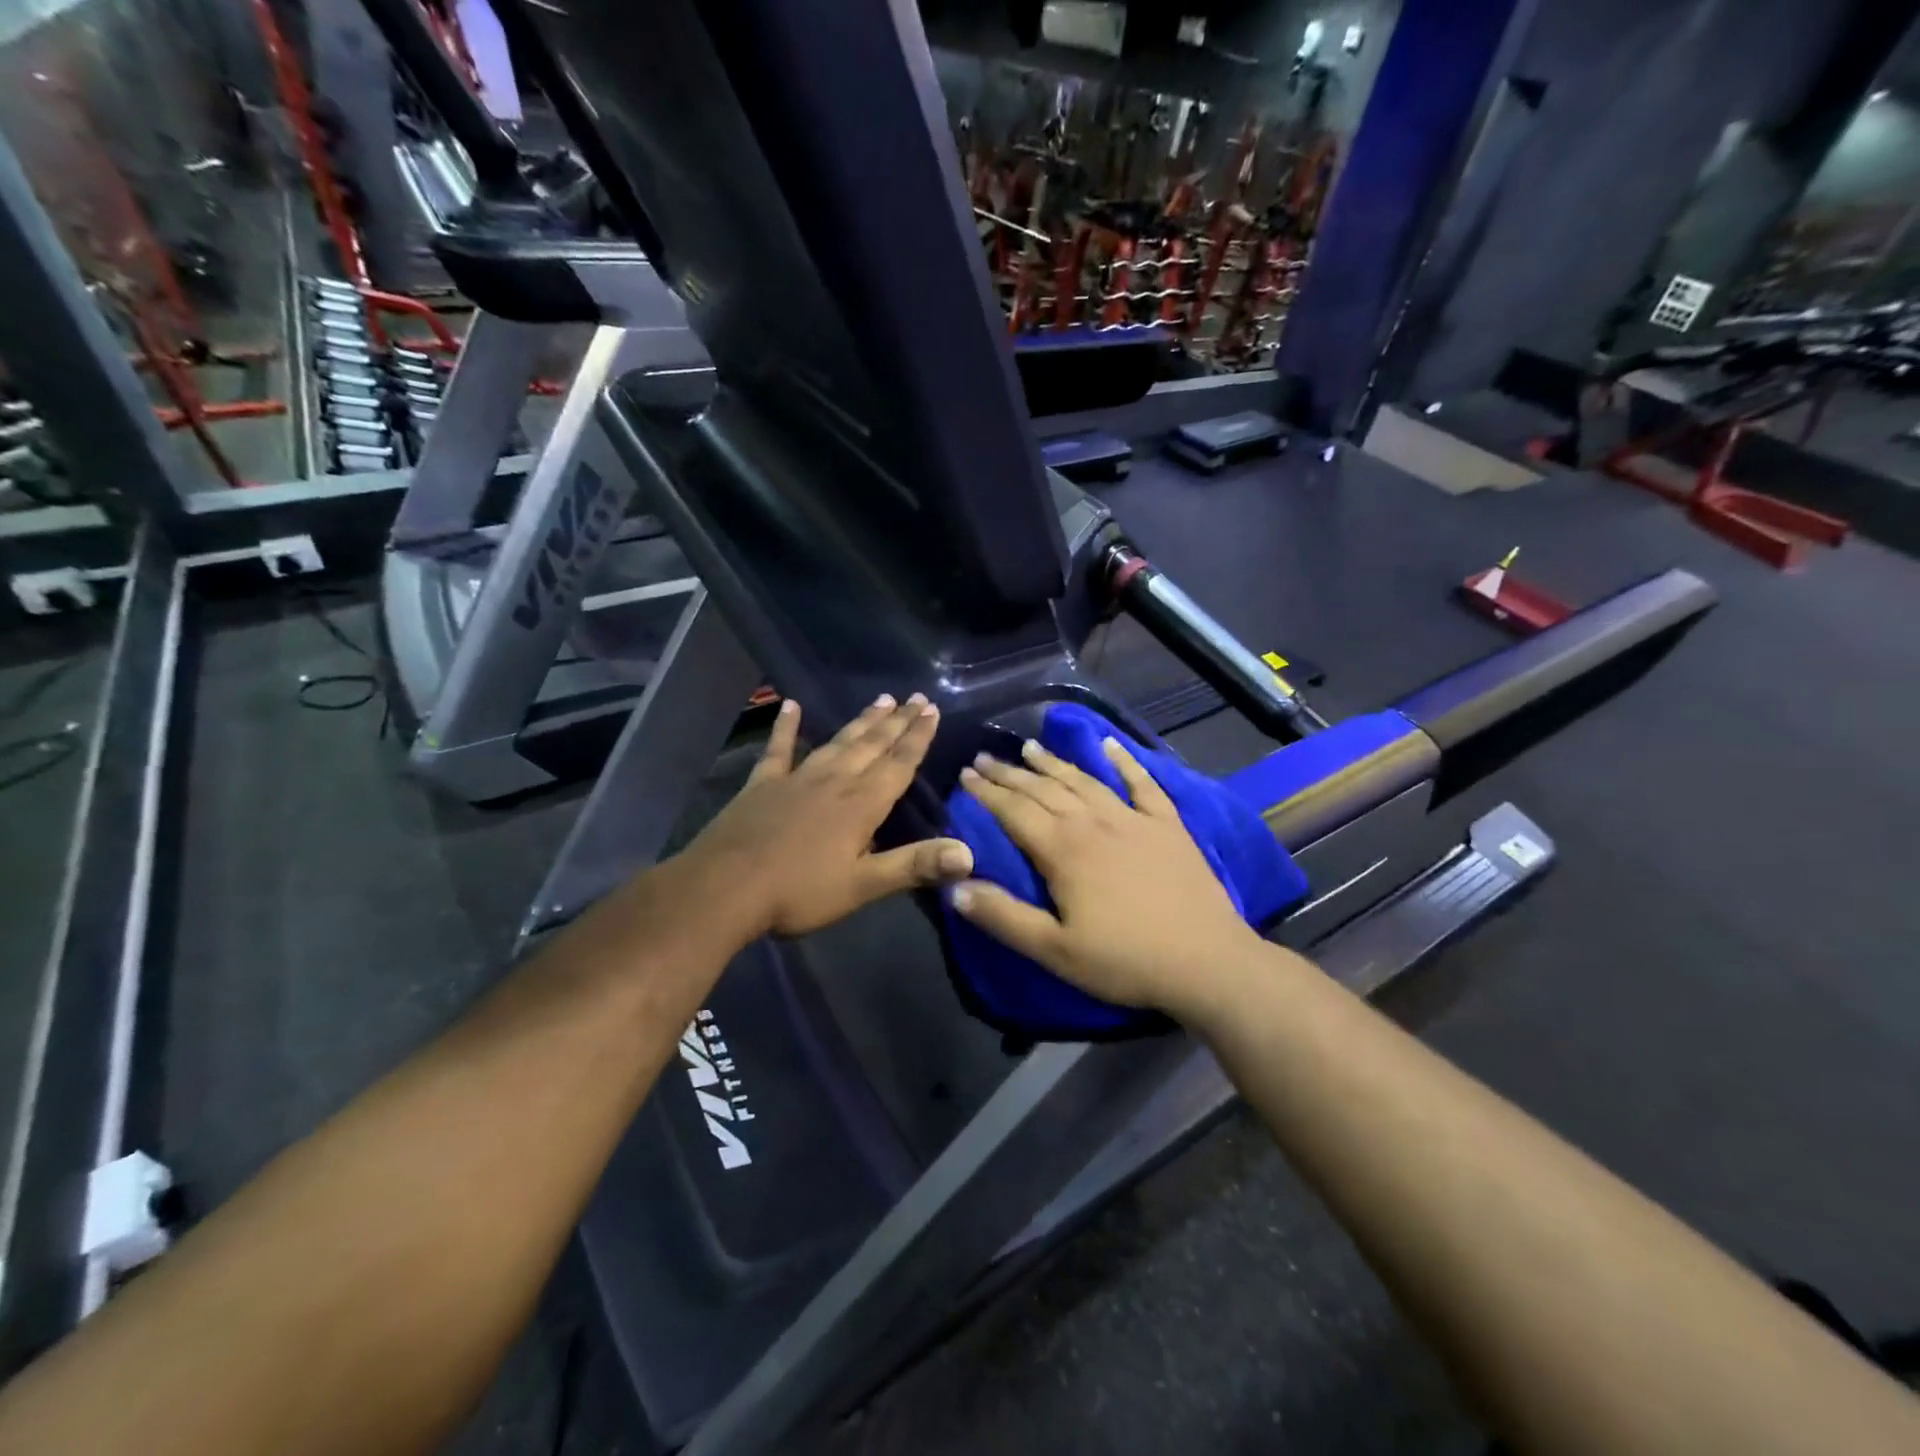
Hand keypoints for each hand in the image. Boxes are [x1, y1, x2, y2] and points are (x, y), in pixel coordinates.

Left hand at [682, 693, 973, 938]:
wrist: (724, 888)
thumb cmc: (799, 891)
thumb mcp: (863, 885)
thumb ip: (915, 865)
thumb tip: (968, 854)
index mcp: (861, 804)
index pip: (898, 764)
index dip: (918, 737)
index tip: (932, 710)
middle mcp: (834, 781)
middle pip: (872, 745)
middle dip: (897, 722)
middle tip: (915, 697)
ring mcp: (796, 779)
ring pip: (837, 742)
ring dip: (861, 722)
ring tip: (881, 699)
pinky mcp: (762, 785)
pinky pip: (779, 749)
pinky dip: (786, 727)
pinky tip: (790, 705)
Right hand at [950, 736, 1262, 1015]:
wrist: (1207, 961)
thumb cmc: (1125, 960)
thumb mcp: (1054, 950)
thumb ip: (1003, 916)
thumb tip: (954, 886)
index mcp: (1063, 850)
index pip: (1014, 811)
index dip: (987, 792)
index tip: (965, 774)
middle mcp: (1094, 822)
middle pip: (1044, 789)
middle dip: (1011, 772)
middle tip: (985, 757)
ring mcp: (1134, 818)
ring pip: (1084, 780)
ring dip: (1054, 762)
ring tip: (1030, 747)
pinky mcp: (1167, 825)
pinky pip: (1143, 783)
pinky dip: (1124, 761)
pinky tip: (1110, 744)